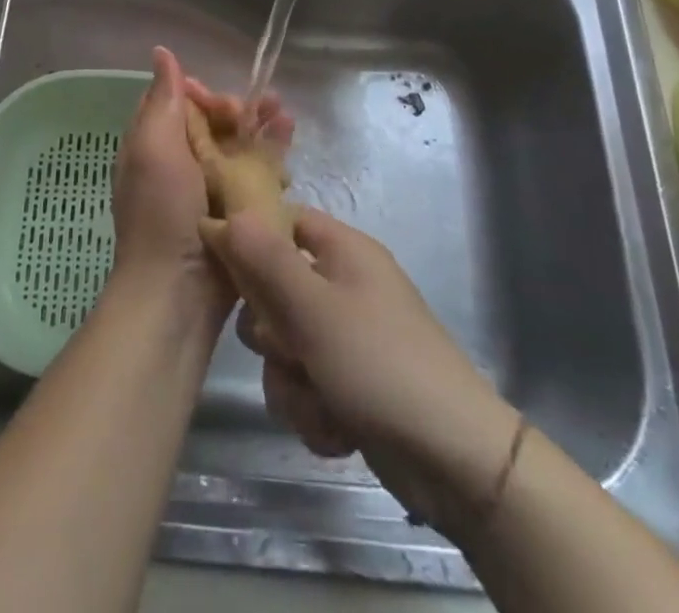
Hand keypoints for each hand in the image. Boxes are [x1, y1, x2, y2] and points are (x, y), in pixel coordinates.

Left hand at [110, 47, 288, 322]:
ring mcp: (210, 189)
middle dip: (241, 110)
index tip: (224, 102)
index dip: (205, 94)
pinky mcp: (237, 212)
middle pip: (215, 123)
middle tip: (267, 107)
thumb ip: (162, 99)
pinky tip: (291, 148)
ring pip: (239, 146)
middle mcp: (181, 163)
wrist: (178, 292)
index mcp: (155, 145)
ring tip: (287, 117)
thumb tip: (162, 51)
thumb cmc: (162, 212)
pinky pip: (256, 175)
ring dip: (262, 128)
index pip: (182, 103)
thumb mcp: (154, 147)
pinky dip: (272, 158)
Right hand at [208, 208, 520, 536]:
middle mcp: (344, 286)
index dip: (250, 239)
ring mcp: (349, 338)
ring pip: (285, 347)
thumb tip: (226, 215)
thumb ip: (265, 260)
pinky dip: (313, 410)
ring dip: (291, 382)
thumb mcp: (314, 309)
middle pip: (274, 290)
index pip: (283, 220)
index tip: (223, 271)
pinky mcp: (350, 384)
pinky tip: (337, 430)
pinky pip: (305, 385)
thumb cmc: (380, 364)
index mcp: (343, 251)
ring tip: (320, 402)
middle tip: (286, 348)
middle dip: (271, 332)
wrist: (454, 461)